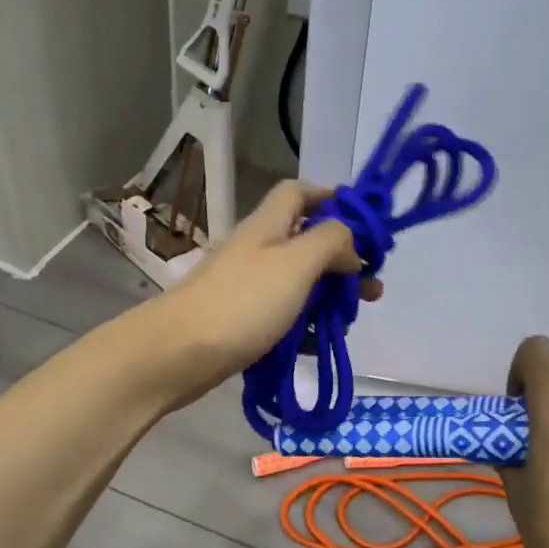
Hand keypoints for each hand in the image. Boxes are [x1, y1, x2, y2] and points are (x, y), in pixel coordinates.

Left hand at [150, 181, 383, 402]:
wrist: (177, 354)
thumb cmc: (242, 302)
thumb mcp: (297, 262)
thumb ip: (331, 241)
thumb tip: (350, 245)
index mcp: (268, 226)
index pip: (300, 193)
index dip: (332, 199)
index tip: (365, 225)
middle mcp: (258, 250)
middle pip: (307, 242)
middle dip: (343, 261)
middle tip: (371, 287)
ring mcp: (247, 287)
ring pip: (298, 283)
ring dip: (328, 296)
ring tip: (350, 319)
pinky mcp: (242, 321)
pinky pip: (283, 316)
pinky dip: (305, 326)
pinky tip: (320, 344)